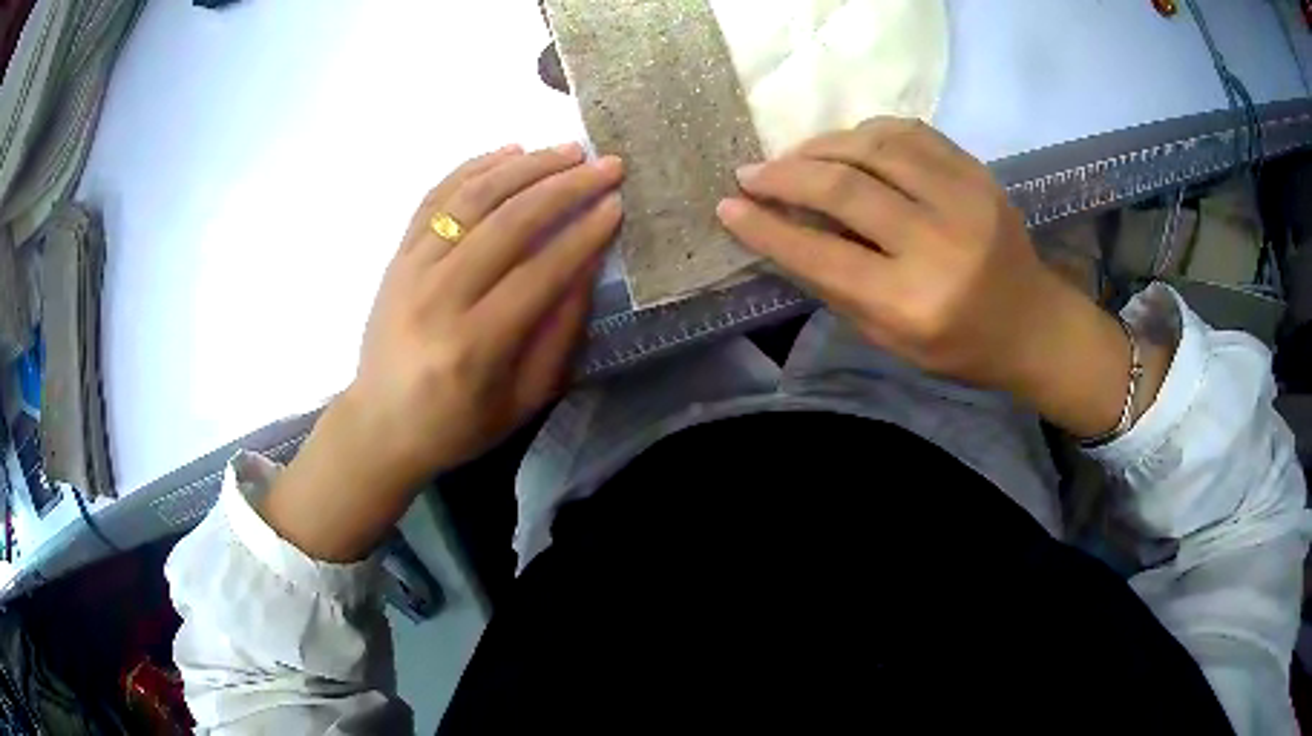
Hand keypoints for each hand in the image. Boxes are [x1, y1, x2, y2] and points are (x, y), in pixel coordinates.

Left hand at [346, 143, 622, 483]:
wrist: (381, 424)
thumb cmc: (457, 424)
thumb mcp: (523, 400)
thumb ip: (559, 334)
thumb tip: (588, 265)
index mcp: (474, 346)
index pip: (540, 271)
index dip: (584, 234)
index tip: (617, 204)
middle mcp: (438, 298)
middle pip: (508, 222)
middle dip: (565, 187)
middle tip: (605, 166)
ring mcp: (411, 270)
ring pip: (472, 198)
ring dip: (526, 166)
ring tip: (567, 150)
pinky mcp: (397, 256)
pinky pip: (436, 196)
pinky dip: (475, 167)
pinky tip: (510, 152)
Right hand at [718, 118, 1157, 437]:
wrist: (1031, 323)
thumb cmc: (958, 346)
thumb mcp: (889, 338)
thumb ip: (836, 285)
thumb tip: (781, 233)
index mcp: (913, 303)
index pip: (823, 255)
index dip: (767, 227)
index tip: (727, 206)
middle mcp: (940, 244)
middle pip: (846, 189)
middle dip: (785, 175)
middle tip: (750, 173)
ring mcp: (965, 200)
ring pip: (875, 146)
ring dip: (822, 145)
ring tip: (794, 156)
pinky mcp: (978, 173)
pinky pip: (910, 132)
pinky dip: (867, 132)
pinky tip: (846, 144)